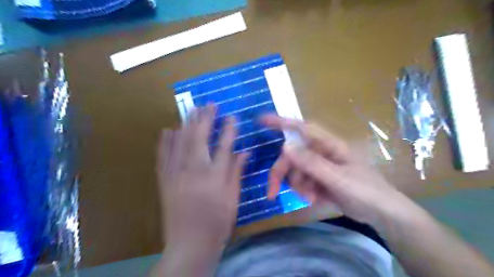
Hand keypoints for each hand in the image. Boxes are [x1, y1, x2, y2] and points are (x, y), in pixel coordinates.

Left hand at [158, 105, 248, 250]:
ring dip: (186, 124)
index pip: (224, 146)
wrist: (189, 244)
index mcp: (214, 177)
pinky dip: (164, 142)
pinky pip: (162, 157)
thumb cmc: (217, 223)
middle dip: (205, 119)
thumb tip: (245, 152)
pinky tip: (167, 129)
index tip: (232, 116)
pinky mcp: (164, 181)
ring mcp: (176, 174)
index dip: (229, 130)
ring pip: (180, 143)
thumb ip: (237, 173)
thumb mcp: (233, 199)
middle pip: (199, 138)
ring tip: (192, 110)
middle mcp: (194, 171)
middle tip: (209, 104)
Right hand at [260, 114, 402, 224]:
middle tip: (272, 193)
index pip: (302, 128)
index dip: (281, 122)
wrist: (382, 214)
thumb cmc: (366, 191)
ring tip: (311, 198)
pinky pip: (301, 181)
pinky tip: (315, 200)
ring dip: (297, 186)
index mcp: (329, 145)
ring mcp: (319, 166)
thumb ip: (311, 163)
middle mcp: (321, 152)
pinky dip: (303, 191)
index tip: (261, 120)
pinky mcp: (319, 179)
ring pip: (294, 171)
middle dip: (282, 173)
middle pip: (292, 156)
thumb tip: (285, 147)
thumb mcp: (338, 178)